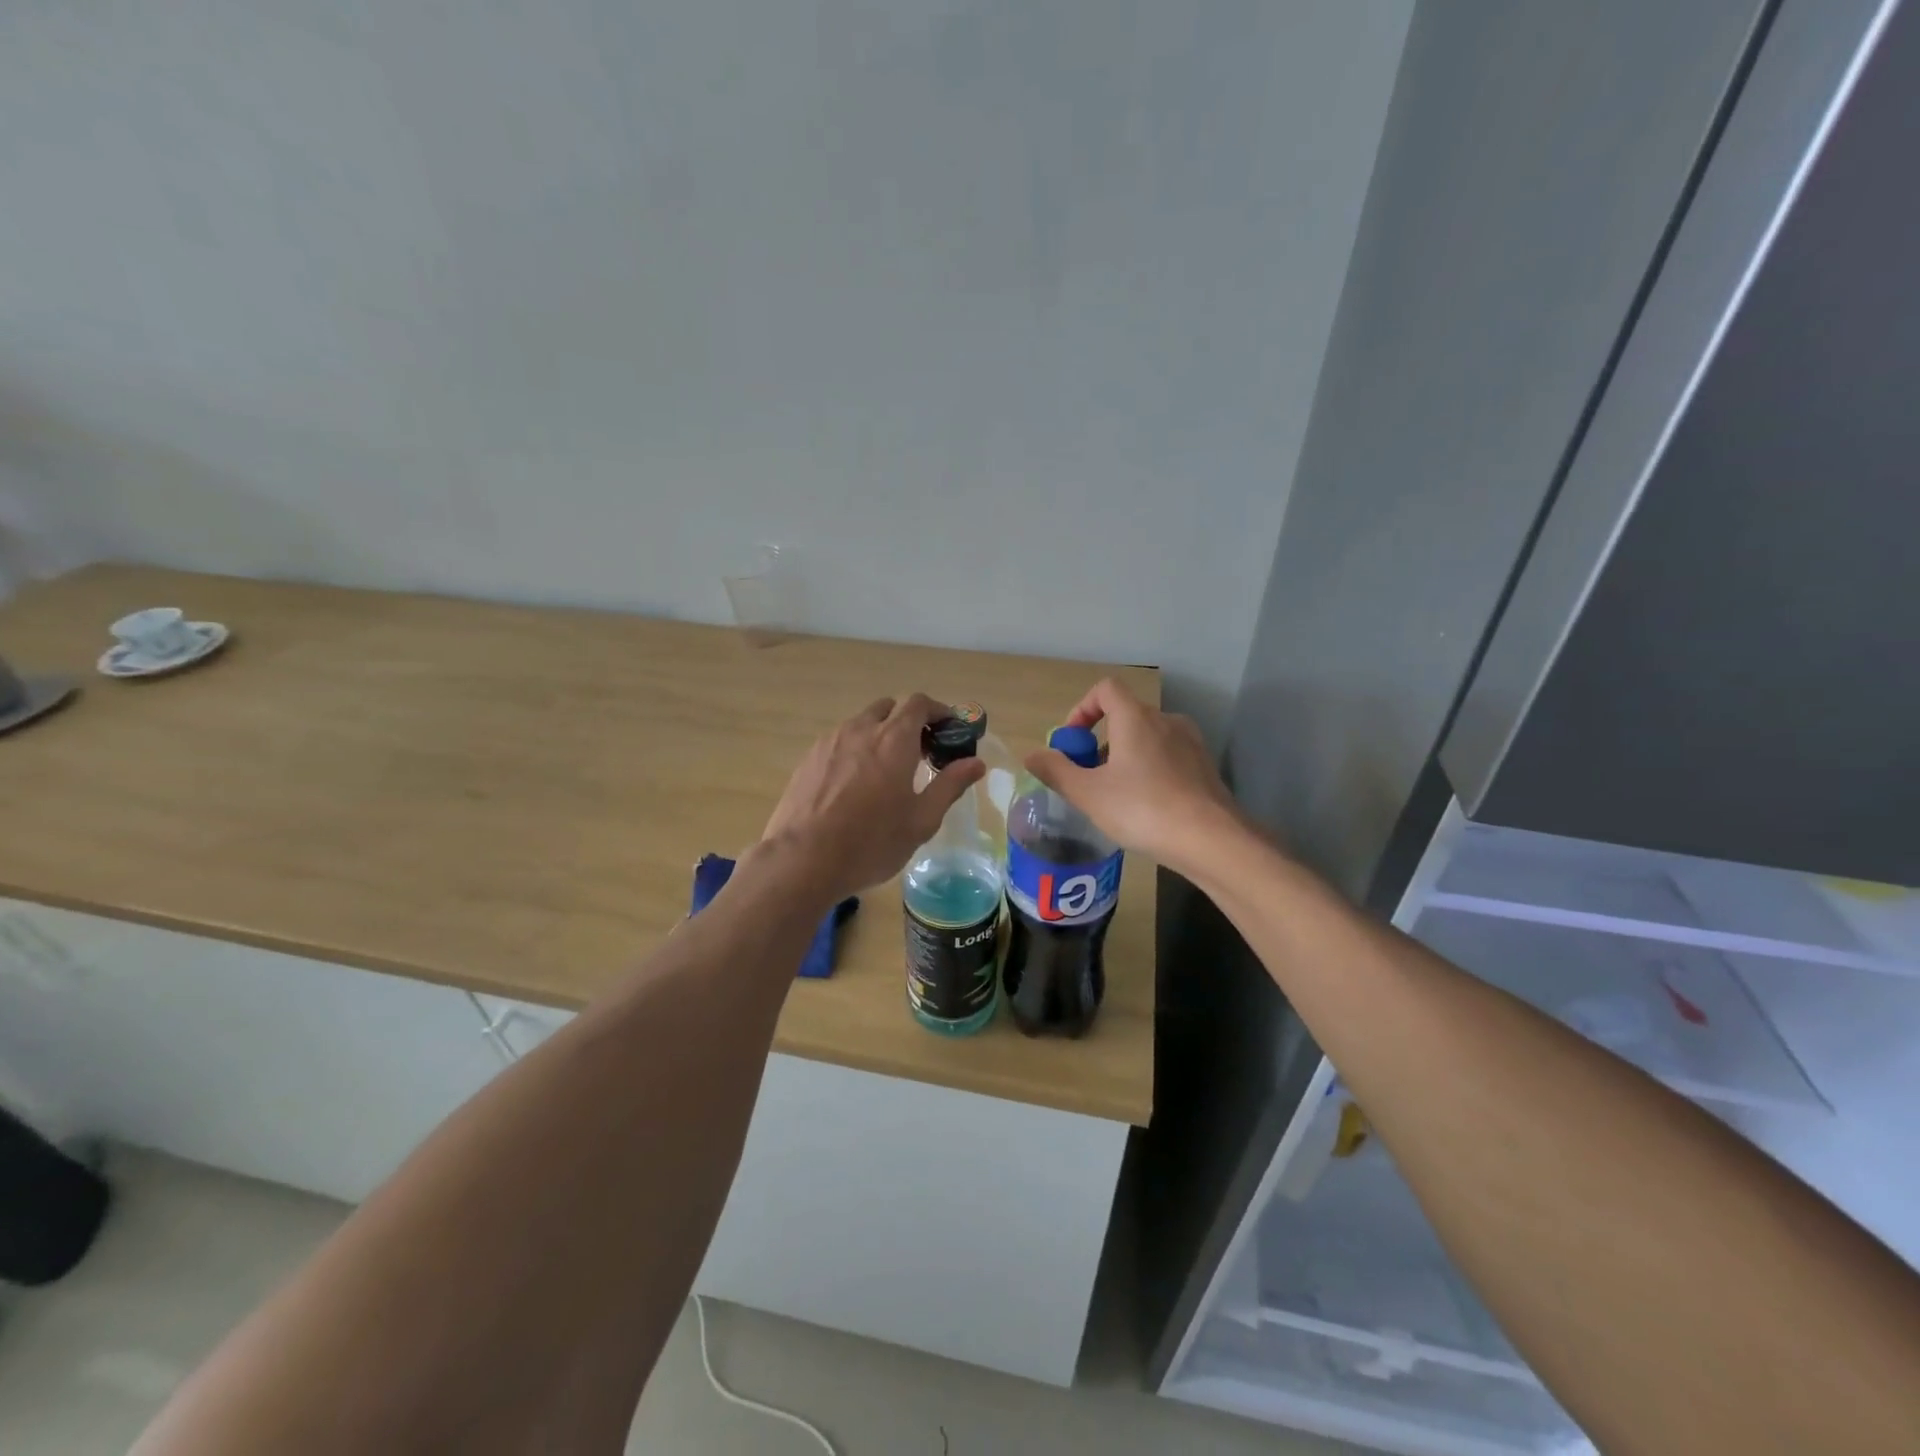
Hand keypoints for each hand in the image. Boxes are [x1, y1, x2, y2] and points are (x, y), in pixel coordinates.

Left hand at [762, 694, 985, 901]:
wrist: (802, 860)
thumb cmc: (871, 842)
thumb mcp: (921, 820)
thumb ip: (950, 785)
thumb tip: (976, 762)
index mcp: (894, 740)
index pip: (919, 703)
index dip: (938, 711)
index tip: (949, 730)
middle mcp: (861, 729)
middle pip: (889, 707)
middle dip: (908, 721)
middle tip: (920, 751)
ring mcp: (830, 742)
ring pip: (861, 723)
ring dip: (880, 734)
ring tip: (887, 770)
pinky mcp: (809, 758)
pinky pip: (839, 741)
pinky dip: (856, 749)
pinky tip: (855, 784)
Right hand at [1023, 678, 1243, 876]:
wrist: (1212, 840)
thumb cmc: (1142, 809)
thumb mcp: (1088, 794)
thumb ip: (1056, 771)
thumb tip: (1031, 755)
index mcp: (1136, 718)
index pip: (1105, 689)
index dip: (1082, 709)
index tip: (1072, 743)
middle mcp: (1166, 721)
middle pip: (1125, 716)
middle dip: (1101, 742)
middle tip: (1088, 778)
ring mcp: (1191, 744)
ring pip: (1148, 739)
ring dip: (1126, 758)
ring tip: (1116, 797)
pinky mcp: (1205, 768)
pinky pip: (1168, 758)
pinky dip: (1150, 771)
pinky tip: (1147, 808)